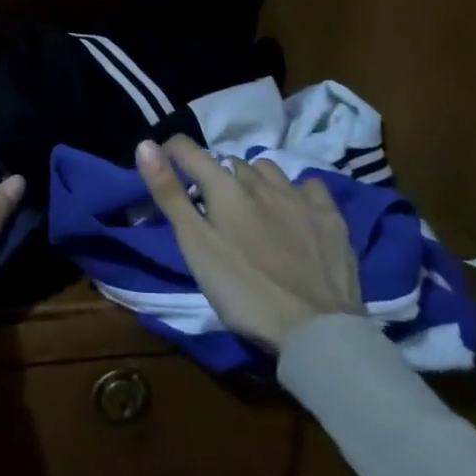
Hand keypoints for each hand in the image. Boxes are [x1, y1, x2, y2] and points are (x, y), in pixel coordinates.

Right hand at [134, 135, 360, 349]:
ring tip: (250, 208)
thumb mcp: (194, 245)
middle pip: (229, 164)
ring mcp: (300, 197)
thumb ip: (169, 194)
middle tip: (210, 209)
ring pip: (268, 170)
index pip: (189, 150)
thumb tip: (144, 144)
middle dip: (215, 177)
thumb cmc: (241, 290)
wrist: (315, 330)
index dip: (171, 151)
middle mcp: (262, 182)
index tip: (164, 165)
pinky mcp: (331, 217)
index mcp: (224, 188)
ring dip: (253, 181)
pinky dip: (294, 191)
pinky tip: (293, 212)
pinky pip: (308, 186)